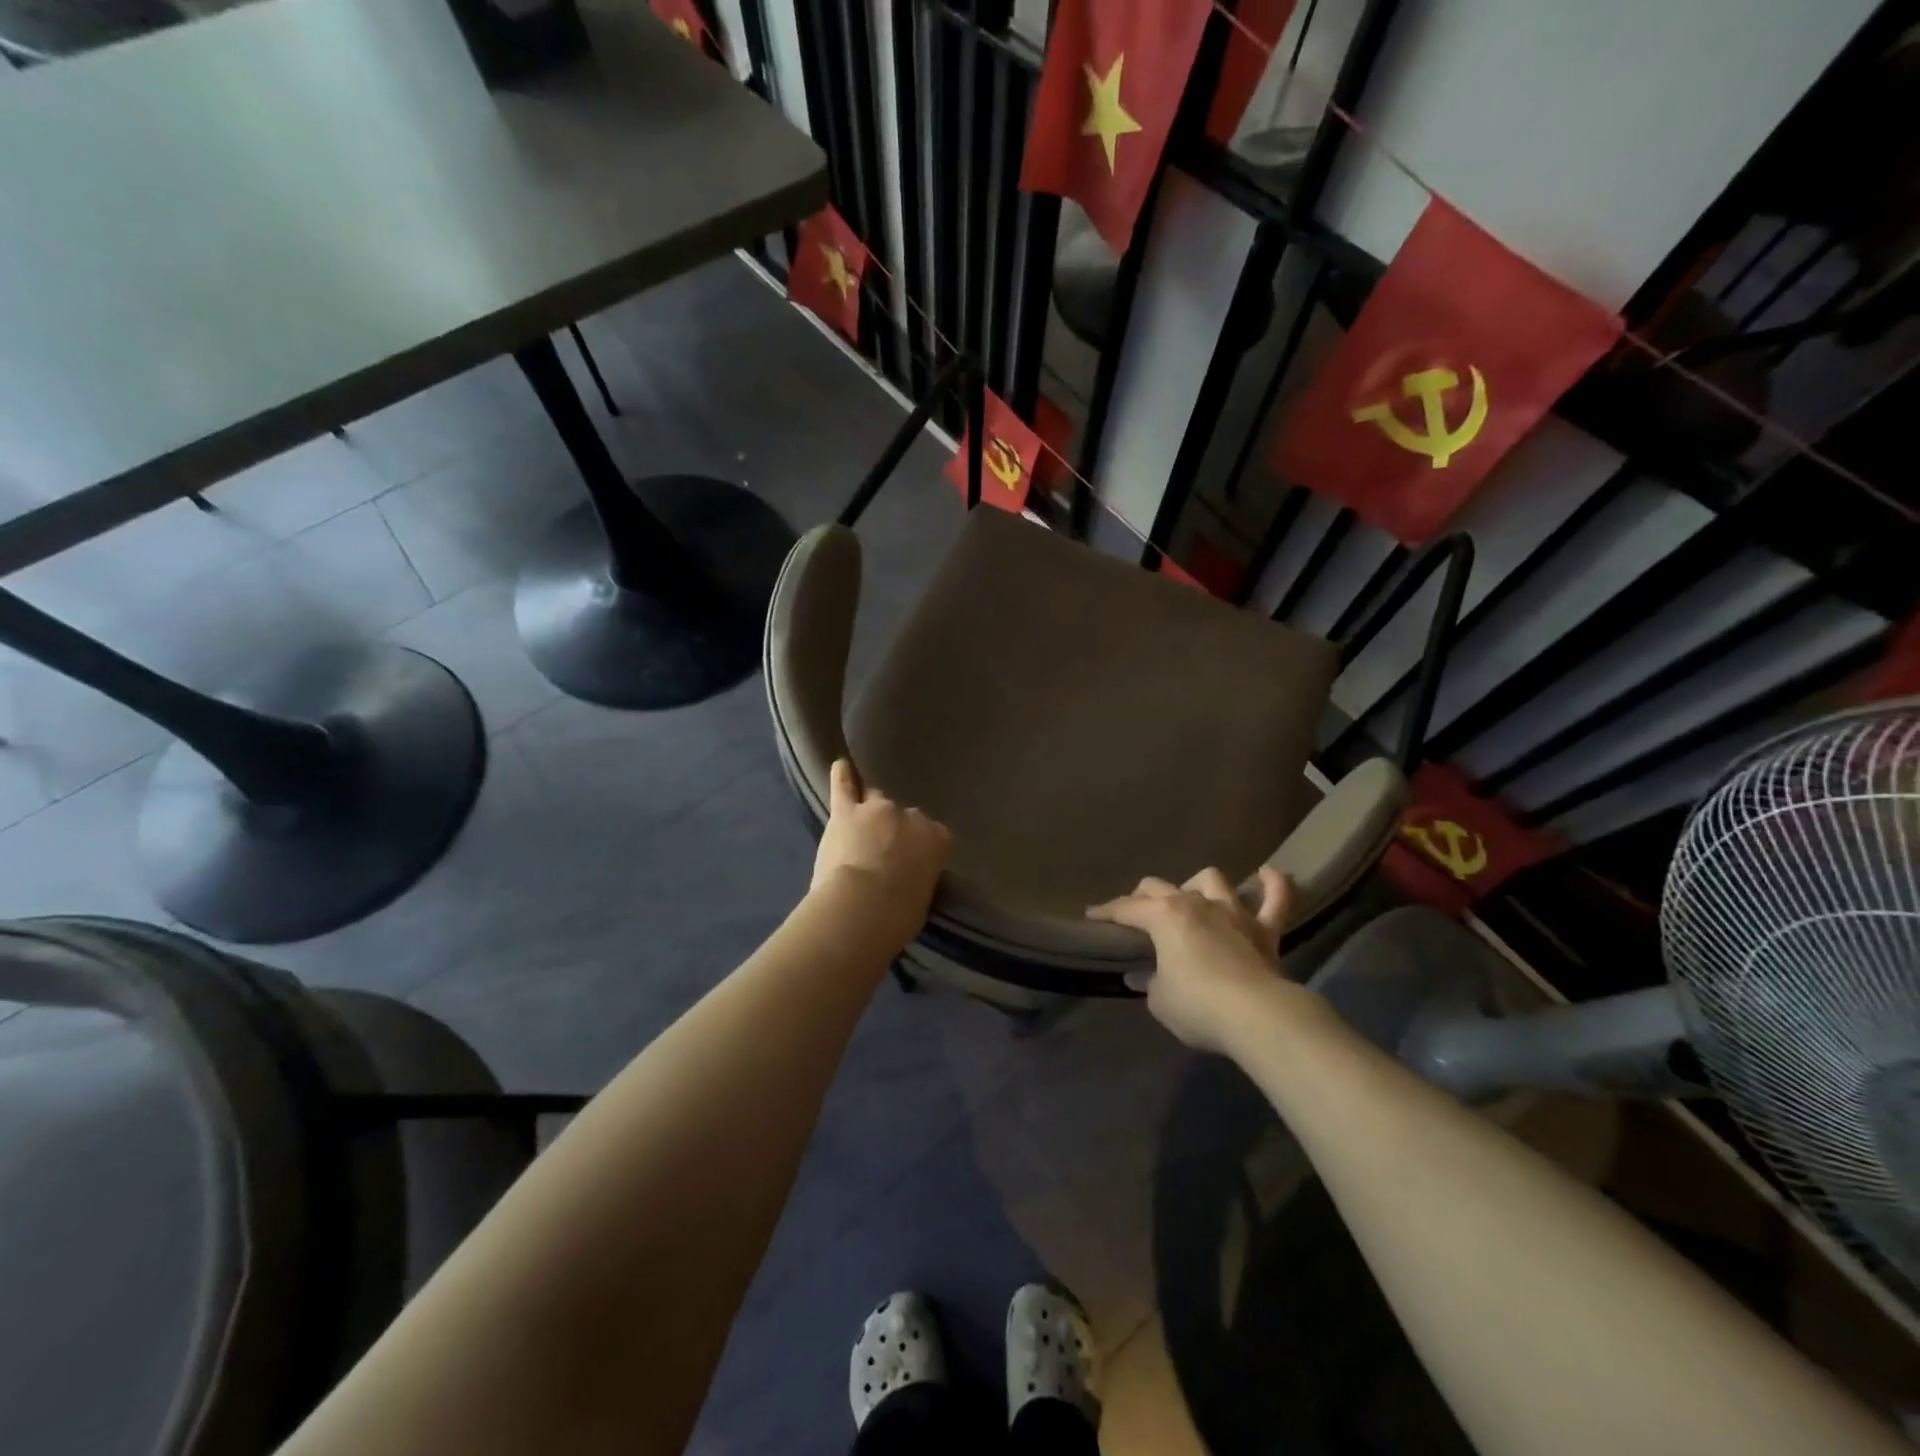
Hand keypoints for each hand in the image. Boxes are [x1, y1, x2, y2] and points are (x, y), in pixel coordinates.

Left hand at [812, 759, 951, 942]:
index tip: (911, 863)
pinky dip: (842, 776)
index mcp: (937, 839)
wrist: (862, 908)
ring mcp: (877, 809)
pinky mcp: (846, 811)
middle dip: (894, 830)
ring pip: (874, 800)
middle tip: (882, 852)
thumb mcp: (922, 897)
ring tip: (860, 824)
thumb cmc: (899, 915)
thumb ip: (918, 877)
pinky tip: (840, 766)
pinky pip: (843, 784)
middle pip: (902, 816)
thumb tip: (910, 877)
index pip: (933, 835)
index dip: (919, 848)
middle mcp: (911, 816)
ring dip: (870, 813)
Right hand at [1088, 867, 1310, 1054]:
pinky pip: (1276, 898)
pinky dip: (1273, 884)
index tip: (1092, 916)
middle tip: (1136, 912)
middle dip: (1143, 896)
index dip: (1106, 912)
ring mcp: (1233, 912)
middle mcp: (1196, 904)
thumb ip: (1150, 982)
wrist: (1259, 1015)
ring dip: (1196, 885)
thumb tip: (1145, 975)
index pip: (1126, 909)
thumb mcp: (1160, 1001)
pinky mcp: (1266, 930)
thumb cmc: (1199, 1006)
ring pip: (1211, 880)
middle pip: (1160, 887)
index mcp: (1164, 917)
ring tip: (1191, 897)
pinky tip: (1267, 873)